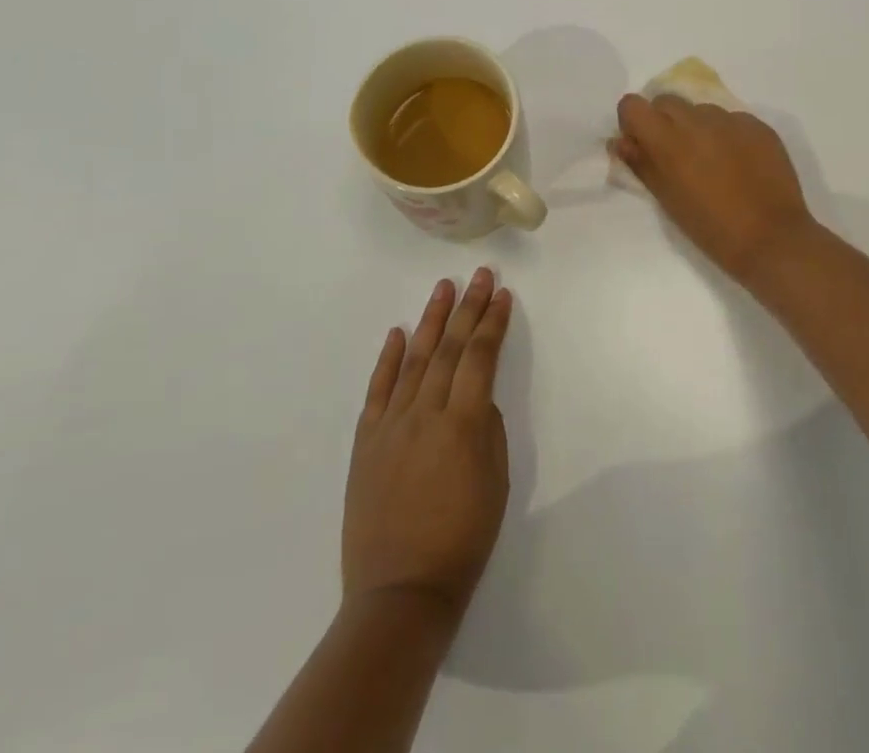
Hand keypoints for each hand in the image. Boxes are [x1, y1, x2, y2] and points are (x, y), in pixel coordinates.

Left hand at [343, 268, 512, 624]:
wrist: (400, 592)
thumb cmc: (462, 539)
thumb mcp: (496, 482)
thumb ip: (487, 429)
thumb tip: (476, 398)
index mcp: (463, 423)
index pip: (481, 357)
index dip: (492, 323)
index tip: (502, 295)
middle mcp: (426, 412)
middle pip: (450, 348)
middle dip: (467, 308)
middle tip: (479, 276)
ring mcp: (392, 424)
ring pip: (415, 359)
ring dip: (431, 320)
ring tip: (443, 288)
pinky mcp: (366, 442)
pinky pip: (378, 391)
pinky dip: (389, 359)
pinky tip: (398, 333)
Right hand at [611, 95, 816, 279]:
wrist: (772, 239)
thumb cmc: (712, 228)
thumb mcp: (668, 200)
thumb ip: (641, 164)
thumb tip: (621, 142)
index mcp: (669, 140)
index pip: (633, 104)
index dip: (633, 122)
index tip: (642, 144)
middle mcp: (698, 119)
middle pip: (666, 101)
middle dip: (664, 121)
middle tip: (676, 155)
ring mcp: (732, 119)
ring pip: (701, 110)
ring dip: (698, 127)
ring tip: (712, 162)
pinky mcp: (758, 125)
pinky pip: (732, 120)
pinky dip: (728, 135)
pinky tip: (740, 164)